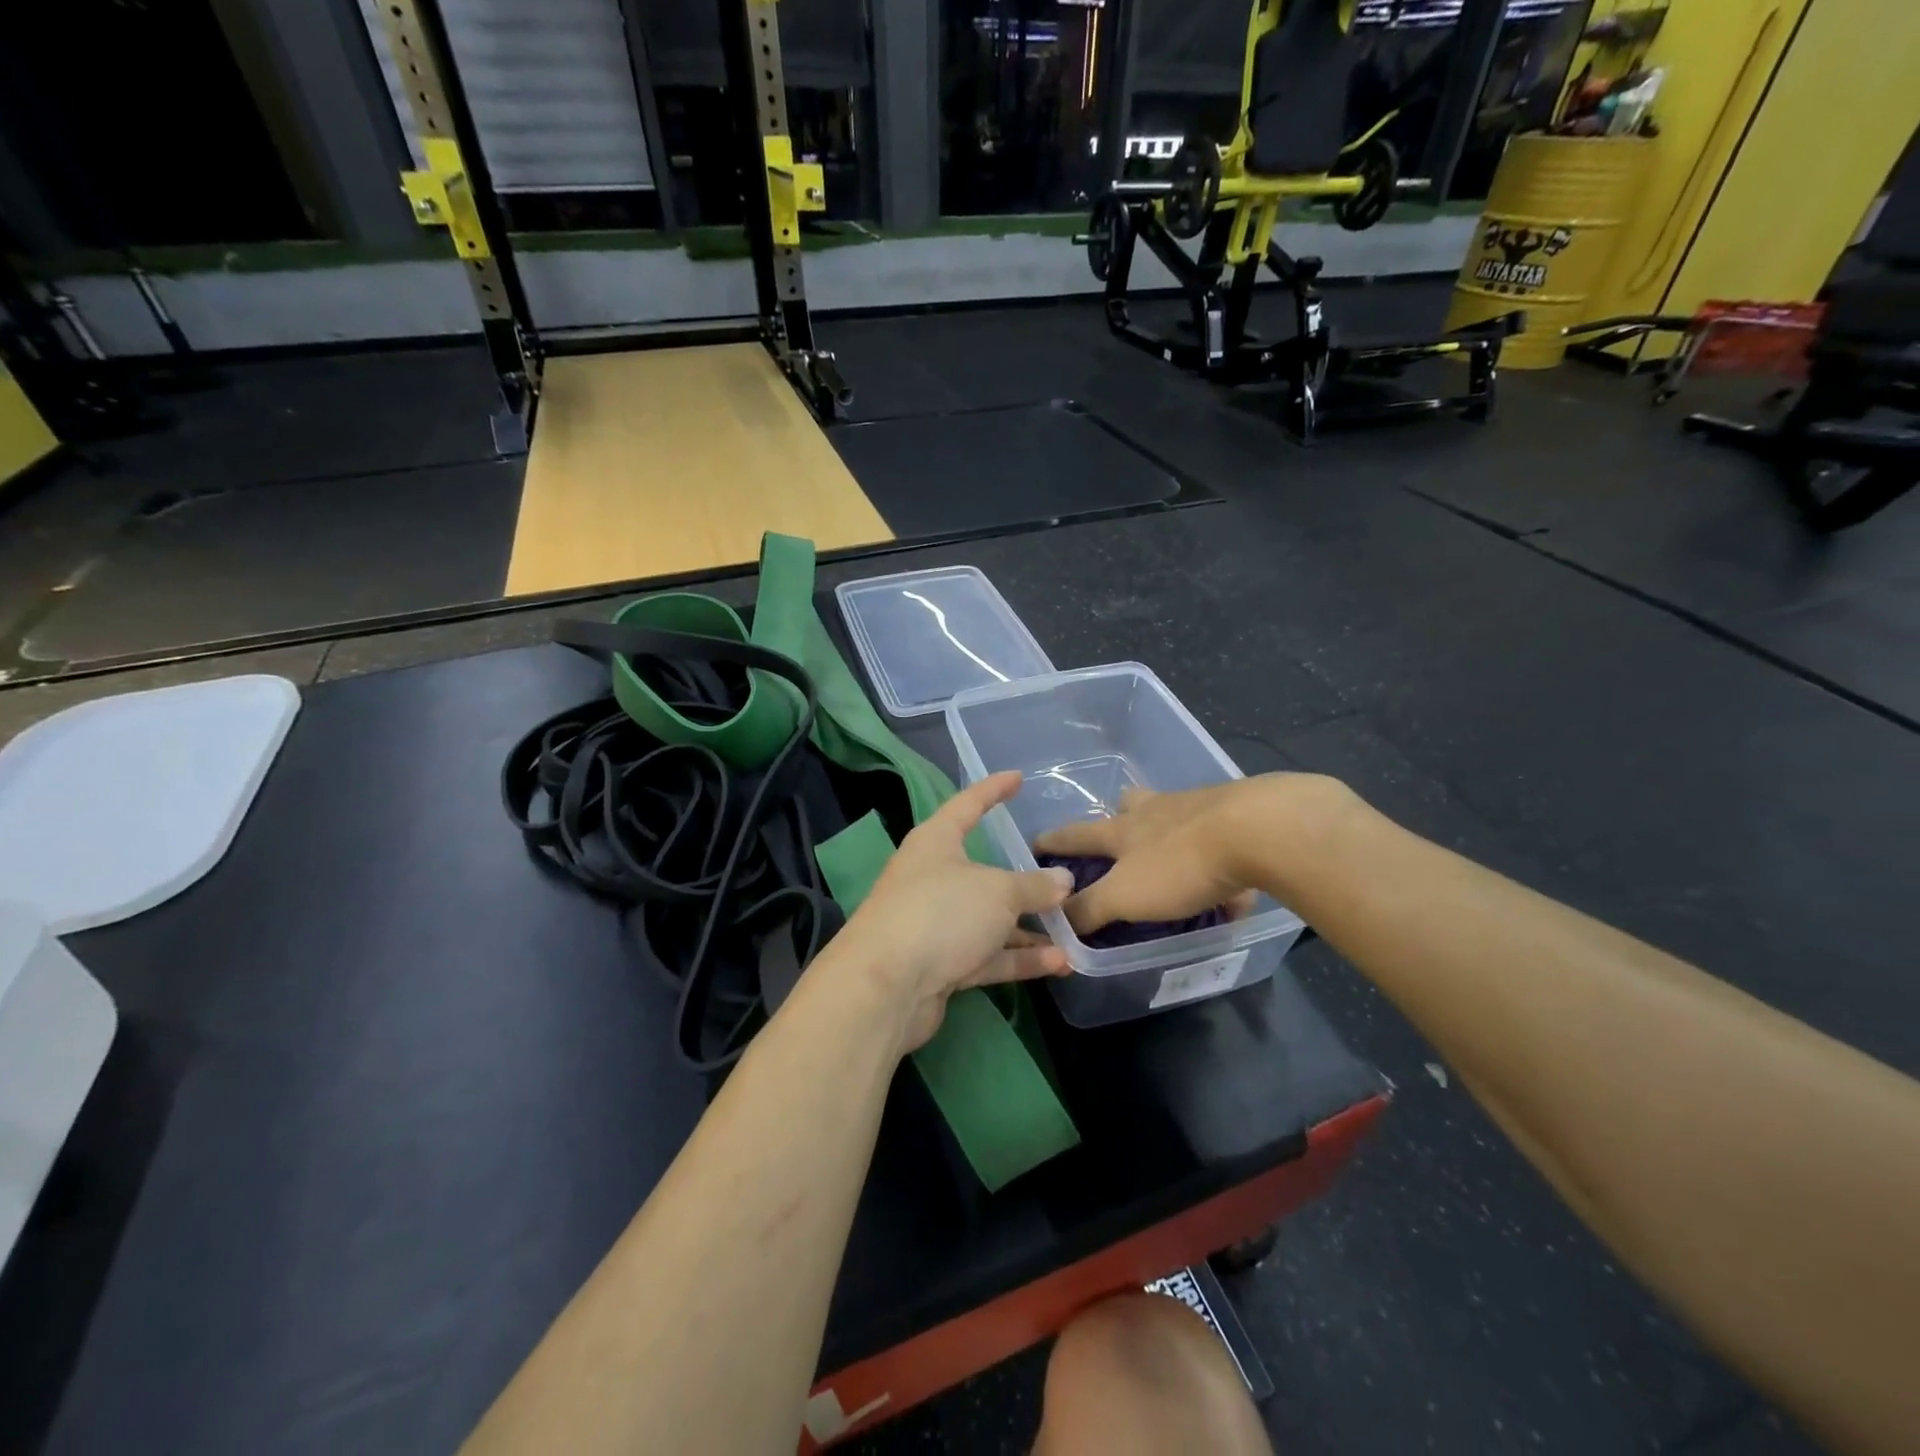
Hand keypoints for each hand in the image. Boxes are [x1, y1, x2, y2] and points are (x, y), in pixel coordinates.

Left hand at [841, 771, 1074, 1051]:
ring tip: (1074, 934)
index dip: (993, 790)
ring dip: (1029, 929)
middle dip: (1024, 881)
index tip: (1018, 777)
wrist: (885, 987)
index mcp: (935, 843)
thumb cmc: (940, 913)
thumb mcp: (997, 892)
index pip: (967, 804)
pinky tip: (1059, 964)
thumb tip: (1063, 880)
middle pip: (984, 872)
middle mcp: (932, 878)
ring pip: (989, 920)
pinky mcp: (939, 964)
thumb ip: (1033, 885)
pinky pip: (986, 955)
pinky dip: (1019, 958)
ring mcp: (934, 924)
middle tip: (1063, 881)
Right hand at [1032, 774, 1350, 935]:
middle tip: (1121, 840)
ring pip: (1175, 813)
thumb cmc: (1180, 863)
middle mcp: (1156, 810)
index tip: (1036, 844)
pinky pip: (1222, 837)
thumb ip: (1090, 909)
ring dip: (1170, 832)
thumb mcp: (1125, 895)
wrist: (1259, 829)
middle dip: (1118, 818)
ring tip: (1178, 862)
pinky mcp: (1240, 814)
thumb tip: (1054, 919)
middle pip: (1128, 805)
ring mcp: (1199, 807)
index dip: (1054, 841)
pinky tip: (1236, 887)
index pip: (1076, 834)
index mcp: (1124, 829)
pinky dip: (1221, 859)